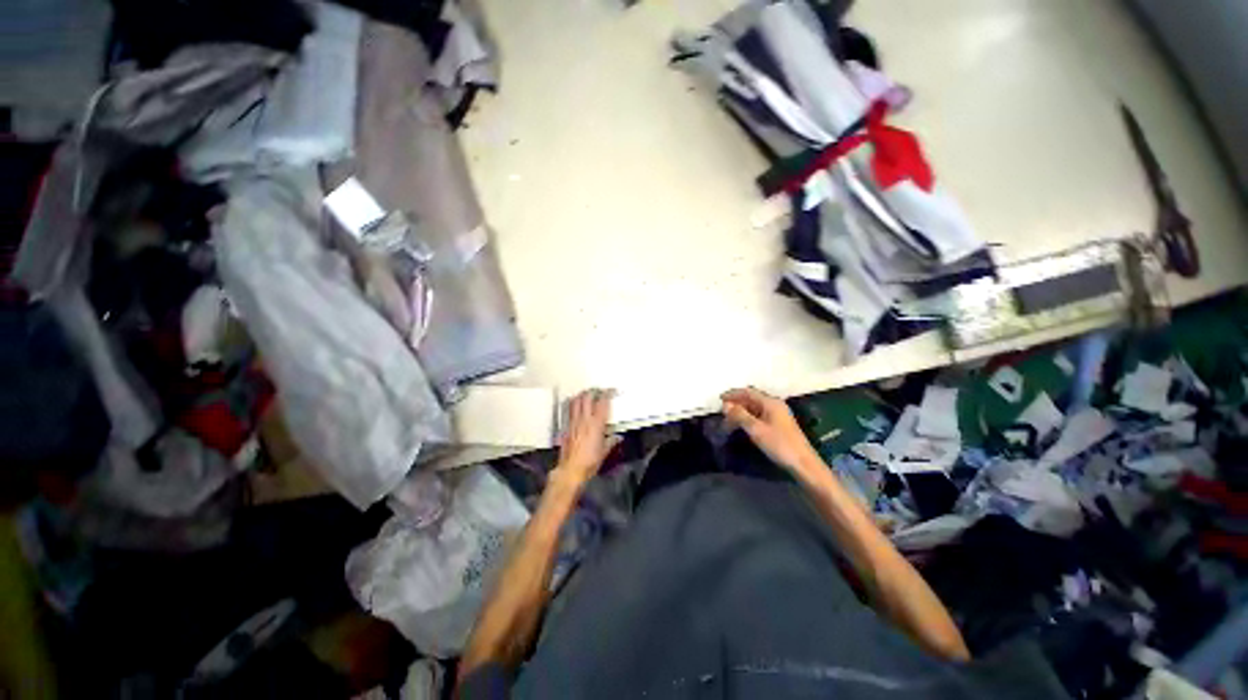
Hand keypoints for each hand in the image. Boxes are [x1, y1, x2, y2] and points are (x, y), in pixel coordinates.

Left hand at [552, 389, 618, 488]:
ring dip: (581, 395)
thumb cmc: (590, 462)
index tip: (611, 390)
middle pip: (587, 397)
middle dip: (593, 391)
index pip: (602, 403)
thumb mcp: (604, 452)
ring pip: (576, 401)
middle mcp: (585, 419)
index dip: (607, 393)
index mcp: (597, 424)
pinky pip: (569, 411)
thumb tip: (618, 437)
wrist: (571, 469)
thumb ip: (611, 442)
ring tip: (586, 394)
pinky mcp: (566, 427)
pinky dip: (572, 404)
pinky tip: (574, 405)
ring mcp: (574, 422)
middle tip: (598, 390)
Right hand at [721, 387, 819, 474]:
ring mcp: (777, 415)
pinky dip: (748, 418)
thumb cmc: (779, 444)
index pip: (748, 392)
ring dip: (741, 412)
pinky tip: (742, 426)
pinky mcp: (778, 425)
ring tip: (729, 421)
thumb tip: (726, 405)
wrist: (802, 463)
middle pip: (751, 399)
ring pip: (754, 408)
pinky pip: (759, 416)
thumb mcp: (756, 429)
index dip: (733, 394)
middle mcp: (774, 405)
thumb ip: (740, 415)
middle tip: (722, 413)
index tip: (719, 399)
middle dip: (736, 404)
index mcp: (770, 402)